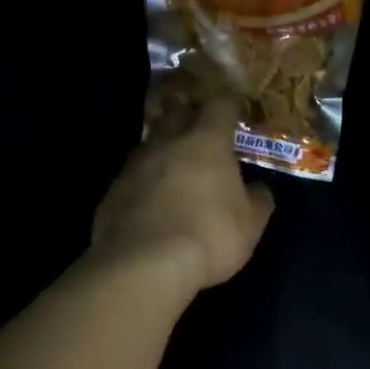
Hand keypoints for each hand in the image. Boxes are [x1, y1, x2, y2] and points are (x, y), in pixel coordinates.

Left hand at [91, 97, 273, 292]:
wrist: (143, 264)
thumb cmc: (209, 235)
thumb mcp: (250, 224)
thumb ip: (257, 200)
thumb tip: (257, 189)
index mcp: (206, 141)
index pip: (220, 105)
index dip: (229, 104)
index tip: (236, 108)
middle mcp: (167, 142)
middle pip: (177, 113)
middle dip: (190, 116)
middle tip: (201, 128)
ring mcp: (134, 165)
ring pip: (151, 143)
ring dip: (164, 149)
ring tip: (174, 165)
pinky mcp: (112, 191)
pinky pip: (132, 175)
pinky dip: (144, 181)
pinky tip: (150, 200)